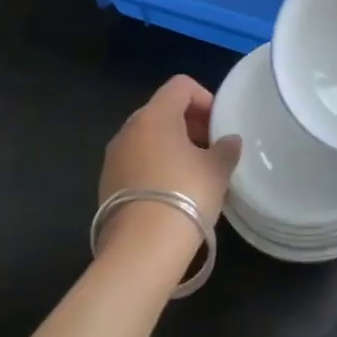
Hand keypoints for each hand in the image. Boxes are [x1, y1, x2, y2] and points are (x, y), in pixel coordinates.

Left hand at [99, 77, 240, 257]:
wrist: (141, 249)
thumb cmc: (185, 195)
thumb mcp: (217, 170)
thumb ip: (226, 149)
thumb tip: (229, 141)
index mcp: (154, 116)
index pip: (180, 86)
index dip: (205, 98)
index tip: (219, 125)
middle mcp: (128, 130)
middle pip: (162, 111)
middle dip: (189, 124)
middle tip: (211, 148)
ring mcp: (113, 158)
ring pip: (147, 138)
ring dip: (172, 146)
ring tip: (194, 172)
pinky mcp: (106, 185)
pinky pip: (136, 162)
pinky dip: (155, 167)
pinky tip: (173, 192)